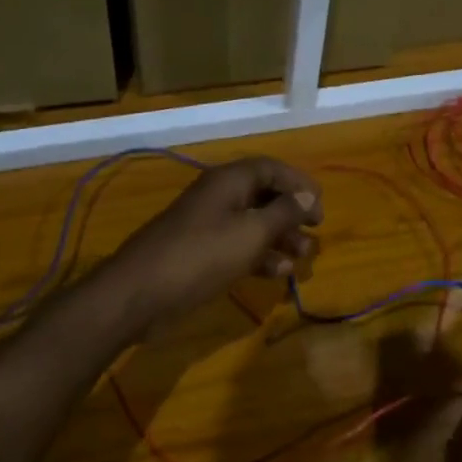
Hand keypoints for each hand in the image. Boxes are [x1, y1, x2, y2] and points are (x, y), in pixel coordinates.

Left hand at [111, 158, 321, 329]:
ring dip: (280, 238)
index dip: (298, 183)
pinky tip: (277, 273)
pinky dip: (260, 257)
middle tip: (314, 233)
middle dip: (291, 214)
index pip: (271, 168)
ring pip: (253, 224)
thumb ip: (283, 214)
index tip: (319, 207)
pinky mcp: (201, 254)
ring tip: (302, 258)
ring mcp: (208, 227)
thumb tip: (307, 196)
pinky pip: (238, 247)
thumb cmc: (201, 256)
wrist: (141, 293)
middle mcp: (218, 197)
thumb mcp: (250, 233)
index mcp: (228, 181)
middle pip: (263, 195)